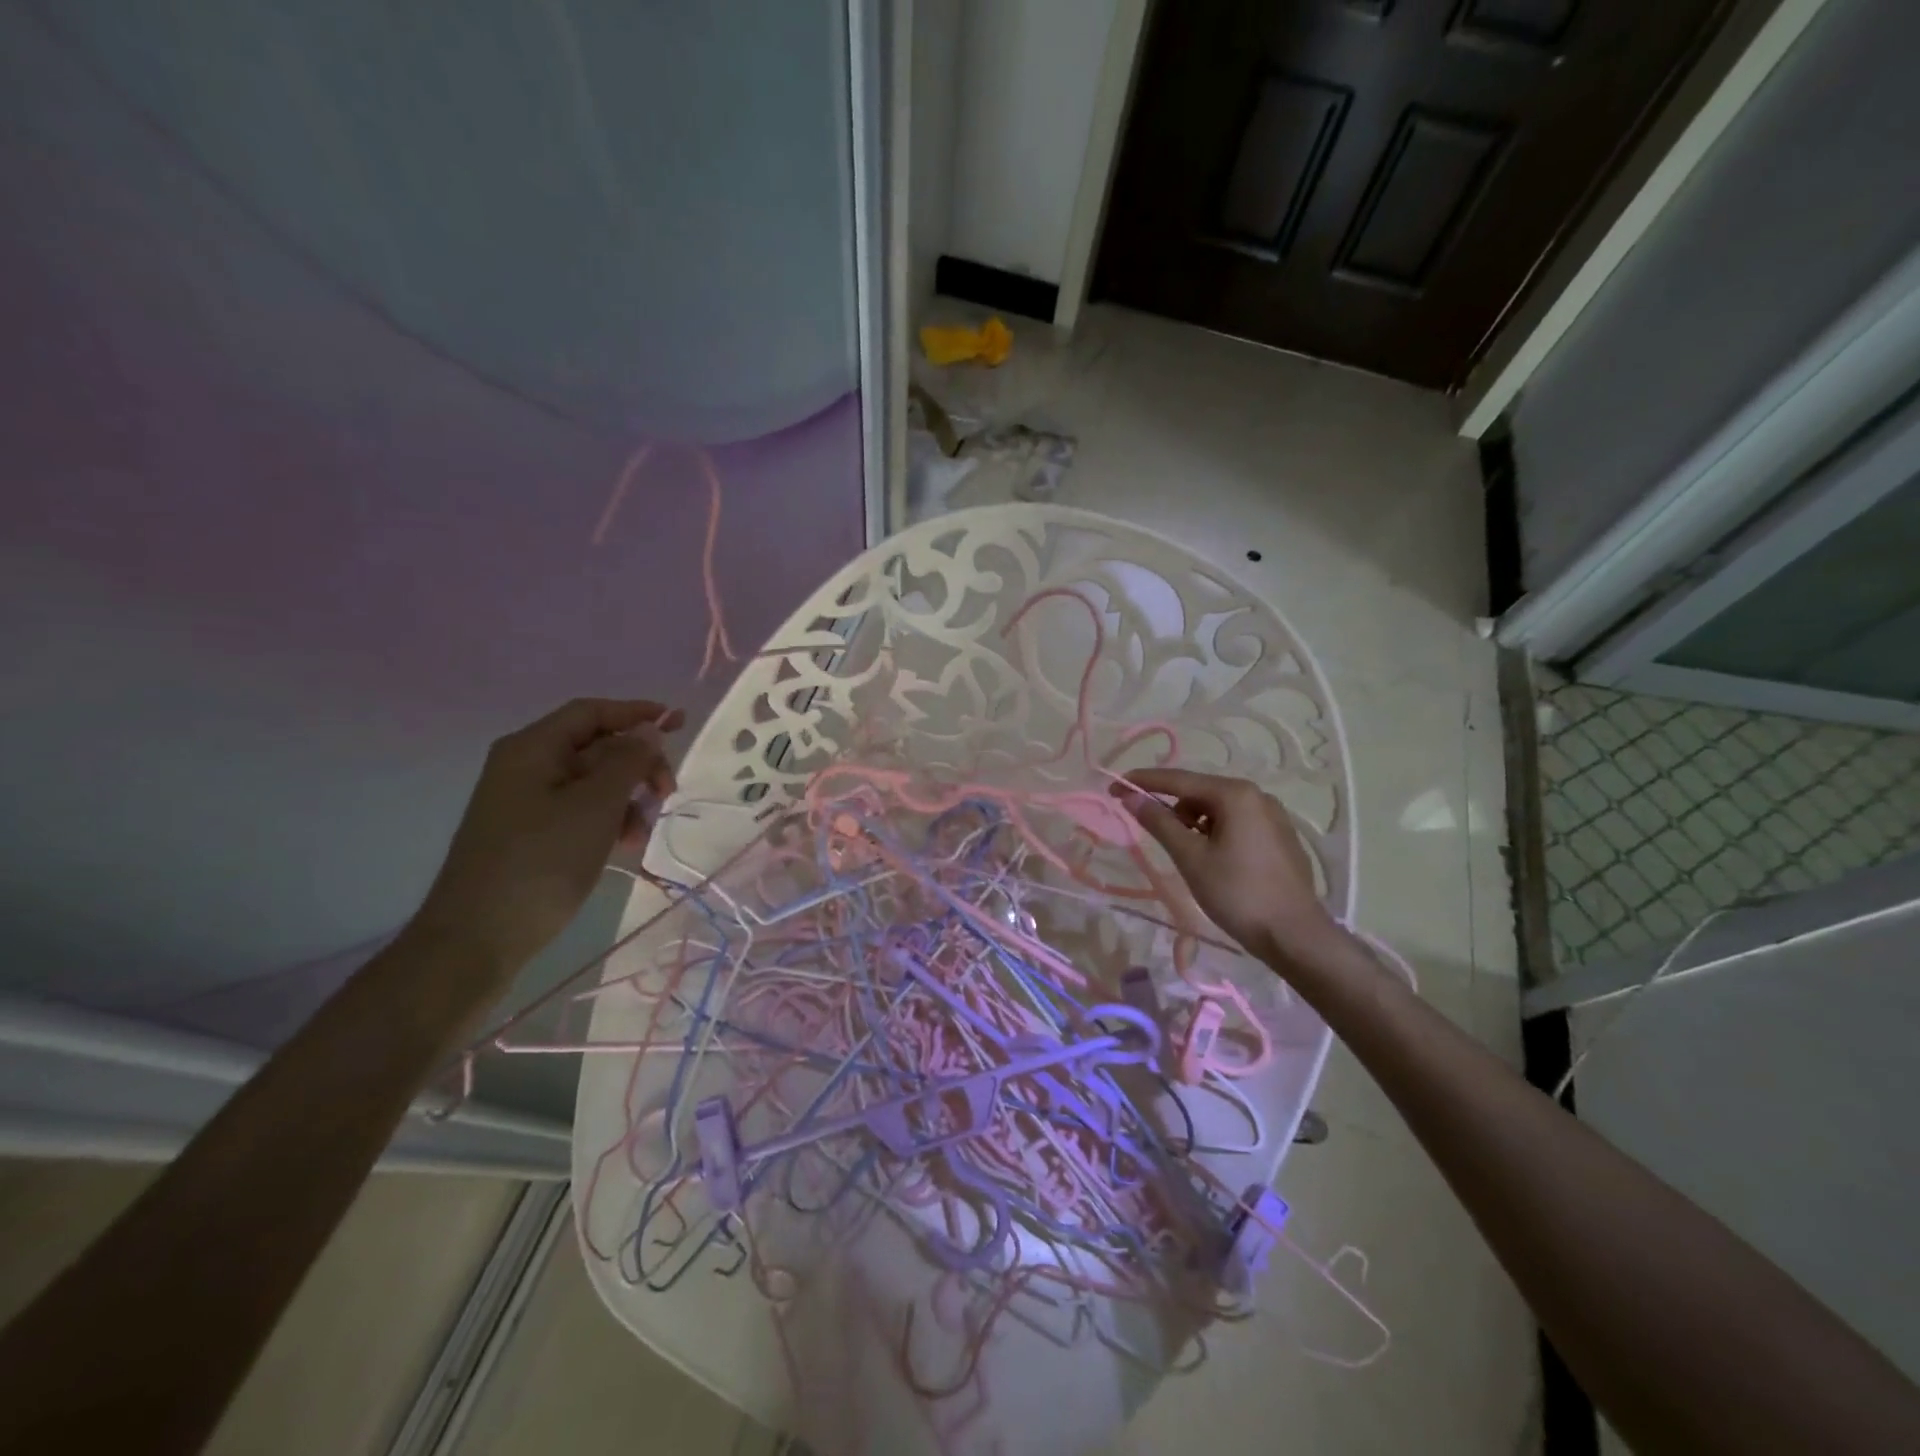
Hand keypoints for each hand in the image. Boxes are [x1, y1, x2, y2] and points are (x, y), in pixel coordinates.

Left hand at [411, 698, 684, 978]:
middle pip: (596, 747)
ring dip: (628, 799)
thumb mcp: (596, 807)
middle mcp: (526, 767)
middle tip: (668, 791)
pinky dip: (609, 821)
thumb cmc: (540, 862)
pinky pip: (581, 811)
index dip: (635, 713)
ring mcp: (527, 802)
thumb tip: (648, 730)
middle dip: (637, 765)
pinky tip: (625, 846)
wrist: (478, 939)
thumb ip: (628, 762)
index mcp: (533, 749)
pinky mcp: (532, 834)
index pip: (591, 712)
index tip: (678, 722)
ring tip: (643, 832)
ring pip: (593, 783)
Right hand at [1112, 767, 1337, 960]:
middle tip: (1146, 825)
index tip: (1114, 787)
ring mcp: (1273, 815)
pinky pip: (1237, 822)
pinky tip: (1210, 857)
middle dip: (1170, 805)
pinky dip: (1214, 831)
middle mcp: (1257, 795)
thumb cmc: (1238, 893)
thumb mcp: (1191, 858)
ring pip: (1218, 808)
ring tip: (1183, 851)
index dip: (1143, 782)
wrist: (1295, 935)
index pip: (1178, 780)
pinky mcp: (1280, 836)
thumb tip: (1131, 798)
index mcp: (1235, 794)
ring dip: (1193, 821)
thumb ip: (1159, 823)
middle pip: (1200, 791)